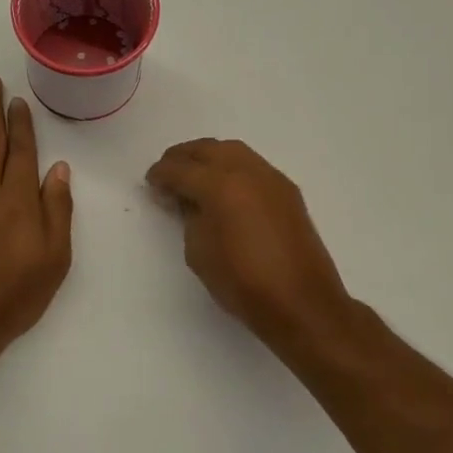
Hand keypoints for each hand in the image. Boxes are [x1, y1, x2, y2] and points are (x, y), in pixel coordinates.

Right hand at [146, 139, 351, 348]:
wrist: (302, 304)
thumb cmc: (243, 283)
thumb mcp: (199, 252)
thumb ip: (189, 217)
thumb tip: (187, 199)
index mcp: (220, 186)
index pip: (180, 169)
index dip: (160, 174)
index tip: (150, 182)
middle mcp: (246, 171)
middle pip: (207, 149)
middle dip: (183, 157)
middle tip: (168, 172)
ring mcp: (271, 178)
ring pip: (232, 151)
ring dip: (209, 157)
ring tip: (194, 175)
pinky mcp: (287, 190)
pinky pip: (252, 165)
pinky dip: (232, 167)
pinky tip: (225, 187)